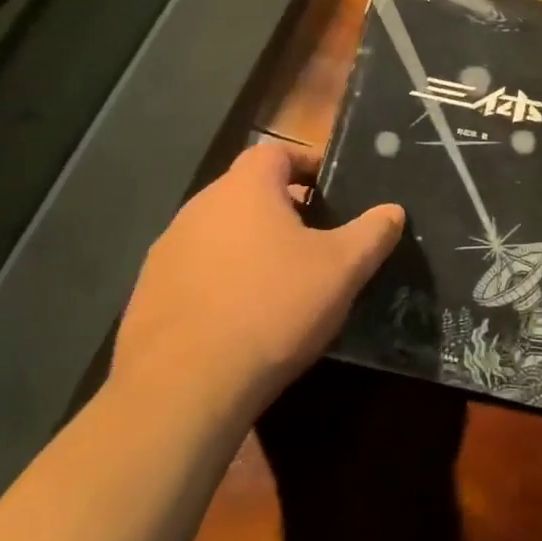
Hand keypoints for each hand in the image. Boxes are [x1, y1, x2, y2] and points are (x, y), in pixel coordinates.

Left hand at [112, 141, 402, 416]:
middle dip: (281, 207)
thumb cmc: (272, 308)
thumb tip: (393, 210)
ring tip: (278, 279)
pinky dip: (219, 279)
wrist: (183, 387)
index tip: (331, 189)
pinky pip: (194, 270)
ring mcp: (168, 249)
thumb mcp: (341, 270)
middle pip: (246, 191)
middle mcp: (199, 206)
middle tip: (313, 237)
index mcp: (245, 187)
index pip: (277, 153)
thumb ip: (372, 233)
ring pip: (219, 232)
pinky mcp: (148, 291)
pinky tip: (238, 316)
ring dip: (248, 244)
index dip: (307, 165)